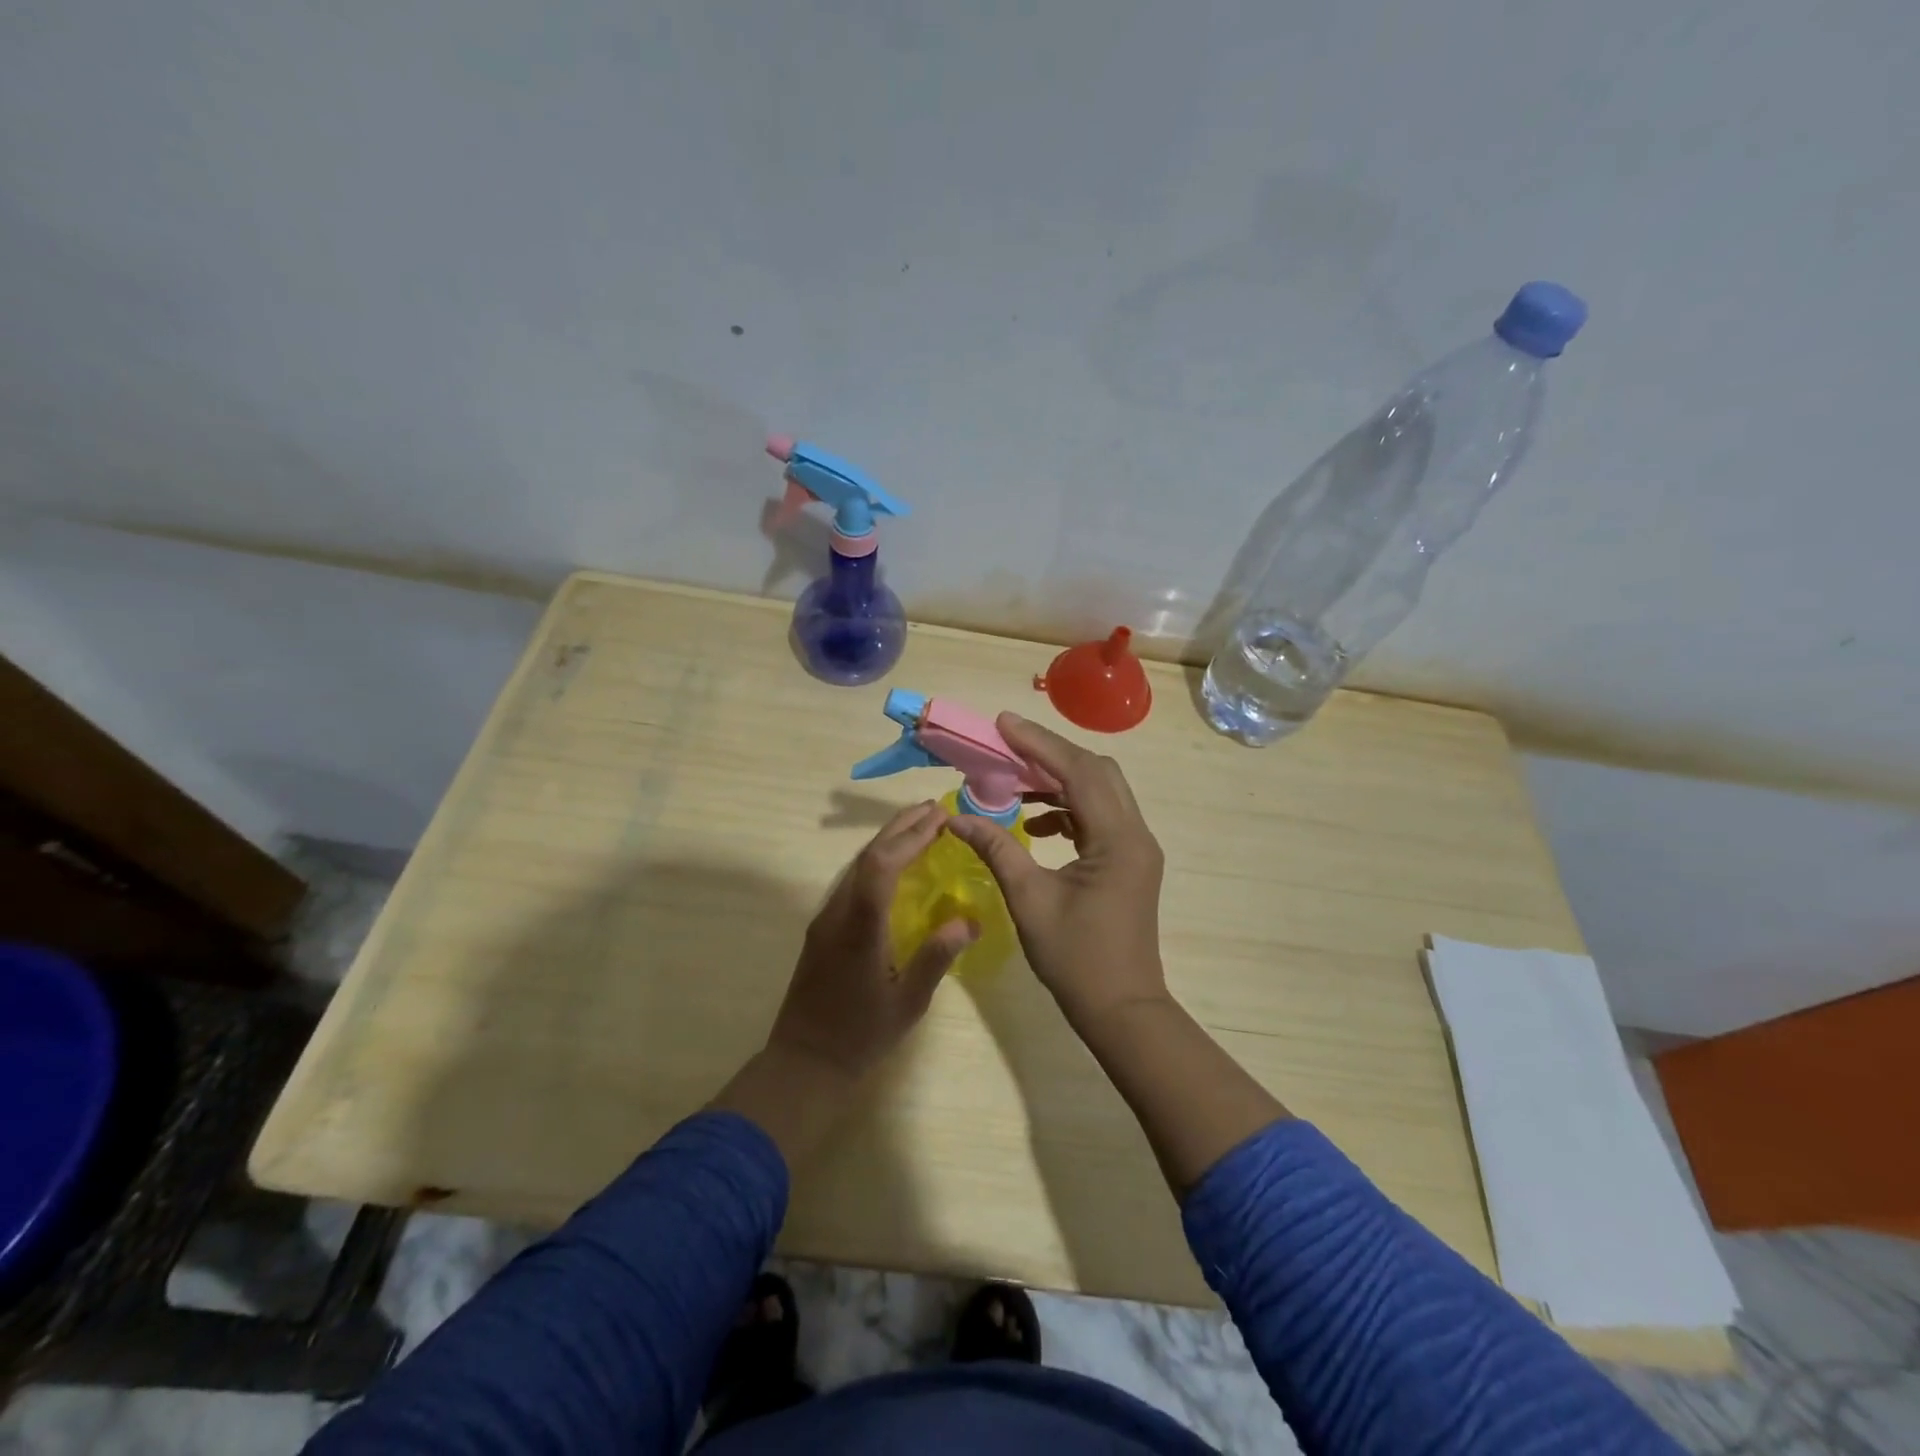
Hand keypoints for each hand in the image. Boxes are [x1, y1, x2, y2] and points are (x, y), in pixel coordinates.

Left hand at [765, 800, 978, 1081]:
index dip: (910, 837)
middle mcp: (838, 913)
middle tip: (933, 809)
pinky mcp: (822, 928)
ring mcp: (826, 918)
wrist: (803, 1062)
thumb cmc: (860, 1036)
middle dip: (900, 828)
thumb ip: (936, 958)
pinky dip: (876, 861)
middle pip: (867, 856)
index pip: (882, 865)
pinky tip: (894, 864)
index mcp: (860, 927)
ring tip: (919, 827)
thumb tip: (971, 921)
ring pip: (856, 865)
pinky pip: (851, 881)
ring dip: (887, 841)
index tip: (939, 819)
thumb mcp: (908, 1003)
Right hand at [946, 714, 1168, 1032]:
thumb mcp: (1029, 899)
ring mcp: (1137, 848)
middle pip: (1097, 771)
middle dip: (1050, 754)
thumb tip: (956, 817)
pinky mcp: (1130, 861)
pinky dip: (1068, 809)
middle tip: (1007, 746)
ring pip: (1100, 792)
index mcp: (1117, 839)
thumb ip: (996, 849)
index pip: (1078, 771)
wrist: (1122, 1010)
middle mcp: (1135, 833)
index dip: (1038, 744)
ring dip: (1059, 781)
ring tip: (1014, 782)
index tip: (1002, 724)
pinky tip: (1036, 823)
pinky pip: (1100, 817)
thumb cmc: (1075, 959)